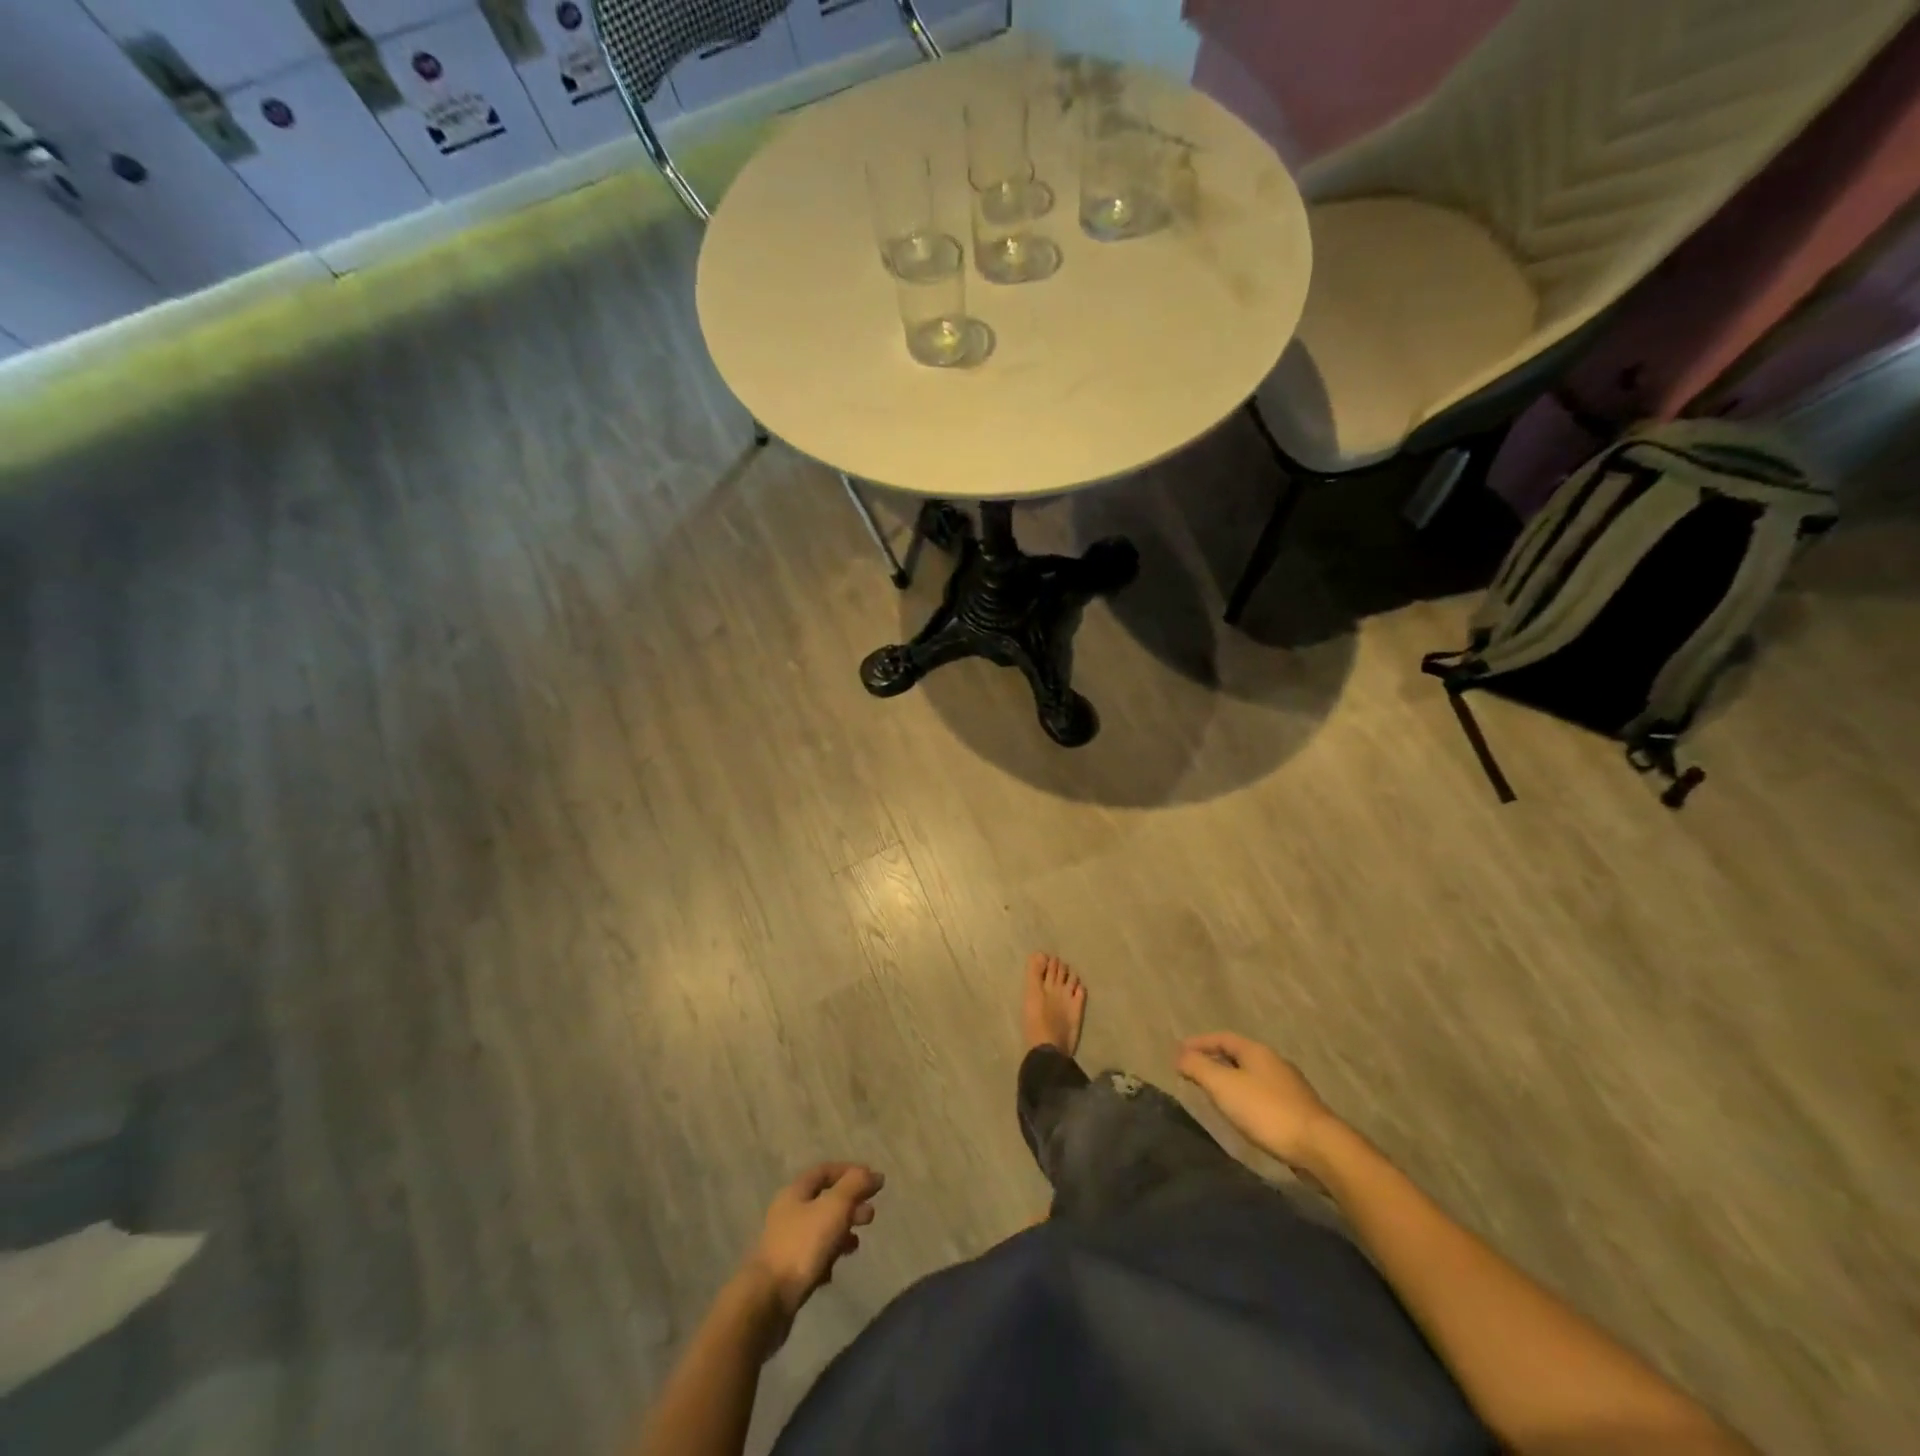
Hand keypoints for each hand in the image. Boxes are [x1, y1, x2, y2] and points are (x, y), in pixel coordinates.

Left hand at [743, 1162, 884, 1337]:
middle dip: (850, 1205)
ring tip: (857, 1244)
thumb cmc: (802, 1246)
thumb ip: (855, 1186)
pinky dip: (827, 1259)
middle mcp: (788, 1214)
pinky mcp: (786, 1273)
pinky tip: (834, 1271)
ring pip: (820, 1230)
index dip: (849, 1172)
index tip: (873, 1181)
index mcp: (795, 1192)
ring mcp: (785, 1244)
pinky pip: (812, 1258)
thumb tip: (875, 1174)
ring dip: (841, 1233)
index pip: (824, 1171)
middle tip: (870, 1215)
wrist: (766, 1302)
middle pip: (824, 1201)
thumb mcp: (834, 1207)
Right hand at [1176, 1032, 1337, 1167]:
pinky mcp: (1298, 1110)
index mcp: (1256, 1051)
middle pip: (1238, 1054)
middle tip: (1193, 1071)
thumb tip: (1179, 1054)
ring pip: (1251, 1075)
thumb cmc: (1267, 1111)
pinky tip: (1243, 1114)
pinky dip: (1245, 1097)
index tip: (1179, 1052)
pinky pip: (1263, 1094)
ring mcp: (1290, 1086)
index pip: (1222, 1038)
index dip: (1199, 1043)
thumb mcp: (1224, 1086)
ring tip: (1214, 1093)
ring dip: (1230, 1079)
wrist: (1320, 1147)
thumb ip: (1198, 1067)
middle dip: (1214, 1060)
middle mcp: (1274, 1062)